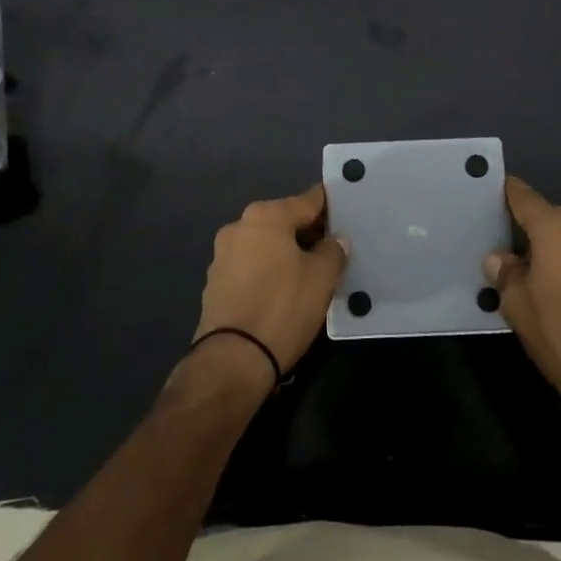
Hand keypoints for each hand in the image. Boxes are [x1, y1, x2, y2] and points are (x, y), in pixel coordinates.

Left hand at [194, 184, 347, 379]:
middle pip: (283, 221)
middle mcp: (239, 226)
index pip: (307, 201)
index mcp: (266, 216)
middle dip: (307, 232)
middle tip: (333, 249)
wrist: (233, 359)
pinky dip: (268, 272)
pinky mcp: (215, 283)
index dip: (329, 206)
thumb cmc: (283, 307)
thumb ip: (333, 251)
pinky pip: (250, 267)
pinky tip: (284, 291)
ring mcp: (222, 255)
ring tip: (311, 273)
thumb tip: (335, 239)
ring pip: (265, 245)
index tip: (345, 211)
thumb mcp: (322, 278)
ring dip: (286, 253)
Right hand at [485, 178, 560, 440]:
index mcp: (556, 228)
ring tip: (535, 276)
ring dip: (555, 251)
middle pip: (551, 217)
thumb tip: (500, 258)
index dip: (507, 193)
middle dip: (529, 229)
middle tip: (506, 250)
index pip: (524, 197)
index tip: (490, 194)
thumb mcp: (518, 306)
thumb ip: (506, 273)